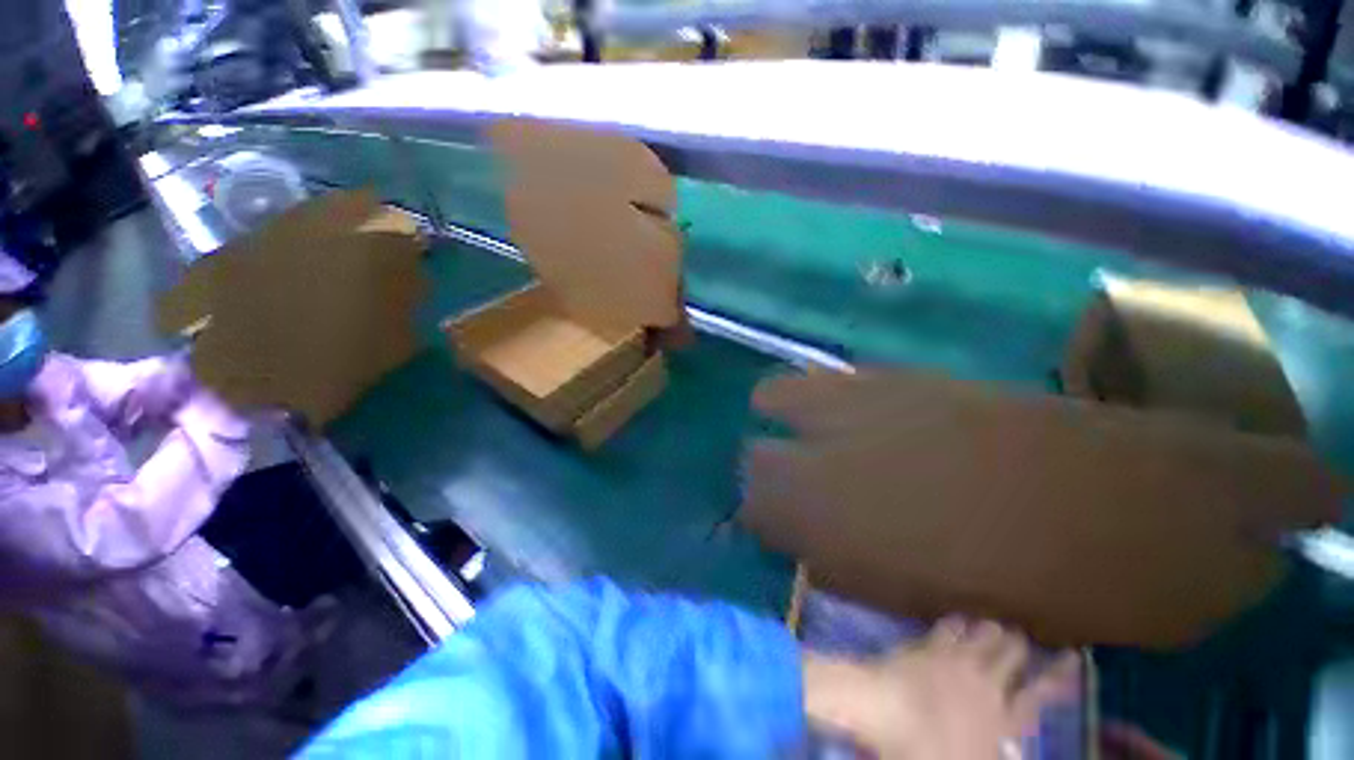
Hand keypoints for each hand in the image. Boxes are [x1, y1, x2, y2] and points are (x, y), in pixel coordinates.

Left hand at [804, 617, 1079, 758]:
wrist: (888, 710)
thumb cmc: (930, 750)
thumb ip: (993, 751)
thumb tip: (1007, 748)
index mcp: (1002, 718)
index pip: (1040, 694)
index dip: (1059, 675)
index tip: (1073, 655)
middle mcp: (985, 683)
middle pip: (1010, 654)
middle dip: (1016, 645)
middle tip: (1018, 637)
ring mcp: (955, 659)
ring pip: (982, 635)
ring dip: (989, 631)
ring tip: (993, 625)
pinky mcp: (927, 645)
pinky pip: (948, 628)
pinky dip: (957, 625)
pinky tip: (958, 621)